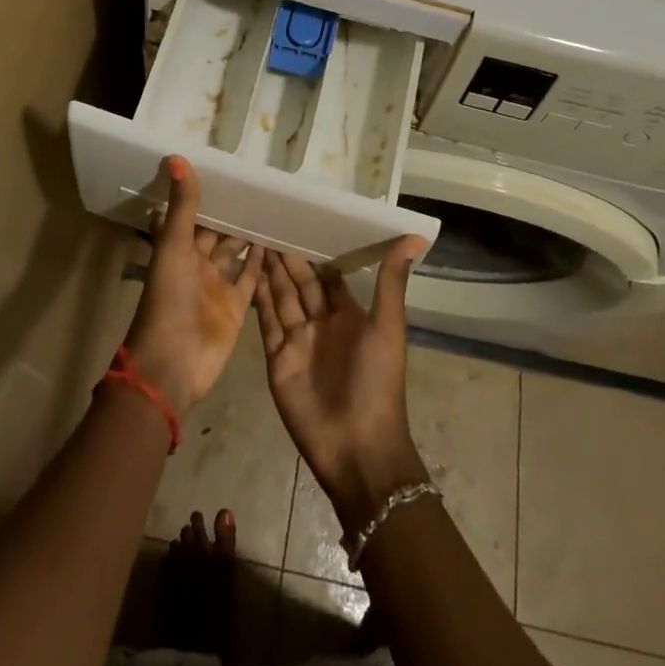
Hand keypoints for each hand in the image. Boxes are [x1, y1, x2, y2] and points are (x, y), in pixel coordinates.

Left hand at [123, 157, 263, 414]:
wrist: (173, 364)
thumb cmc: (168, 300)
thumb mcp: (173, 247)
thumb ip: (181, 205)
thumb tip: (176, 156)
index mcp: (178, 249)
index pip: (195, 215)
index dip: (208, 195)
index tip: (229, 169)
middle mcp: (198, 265)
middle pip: (217, 233)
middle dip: (233, 213)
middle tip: (259, 185)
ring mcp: (218, 286)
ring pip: (236, 253)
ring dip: (249, 234)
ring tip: (273, 207)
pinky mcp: (237, 307)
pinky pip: (251, 278)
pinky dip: (262, 261)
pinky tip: (277, 240)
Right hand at [256, 238, 432, 533]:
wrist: (356, 447)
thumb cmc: (377, 382)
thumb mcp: (388, 327)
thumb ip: (392, 282)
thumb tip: (415, 237)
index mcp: (350, 315)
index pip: (329, 275)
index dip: (317, 250)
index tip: (302, 218)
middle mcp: (322, 324)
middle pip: (301, 283)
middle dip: (287, 255)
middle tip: (269, 219)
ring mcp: (297, 341)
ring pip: (281, 297)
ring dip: (270, 270)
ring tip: (254, 236)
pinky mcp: (277, 358)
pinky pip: (266, 322)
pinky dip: (257, 297)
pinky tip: (248, 271)